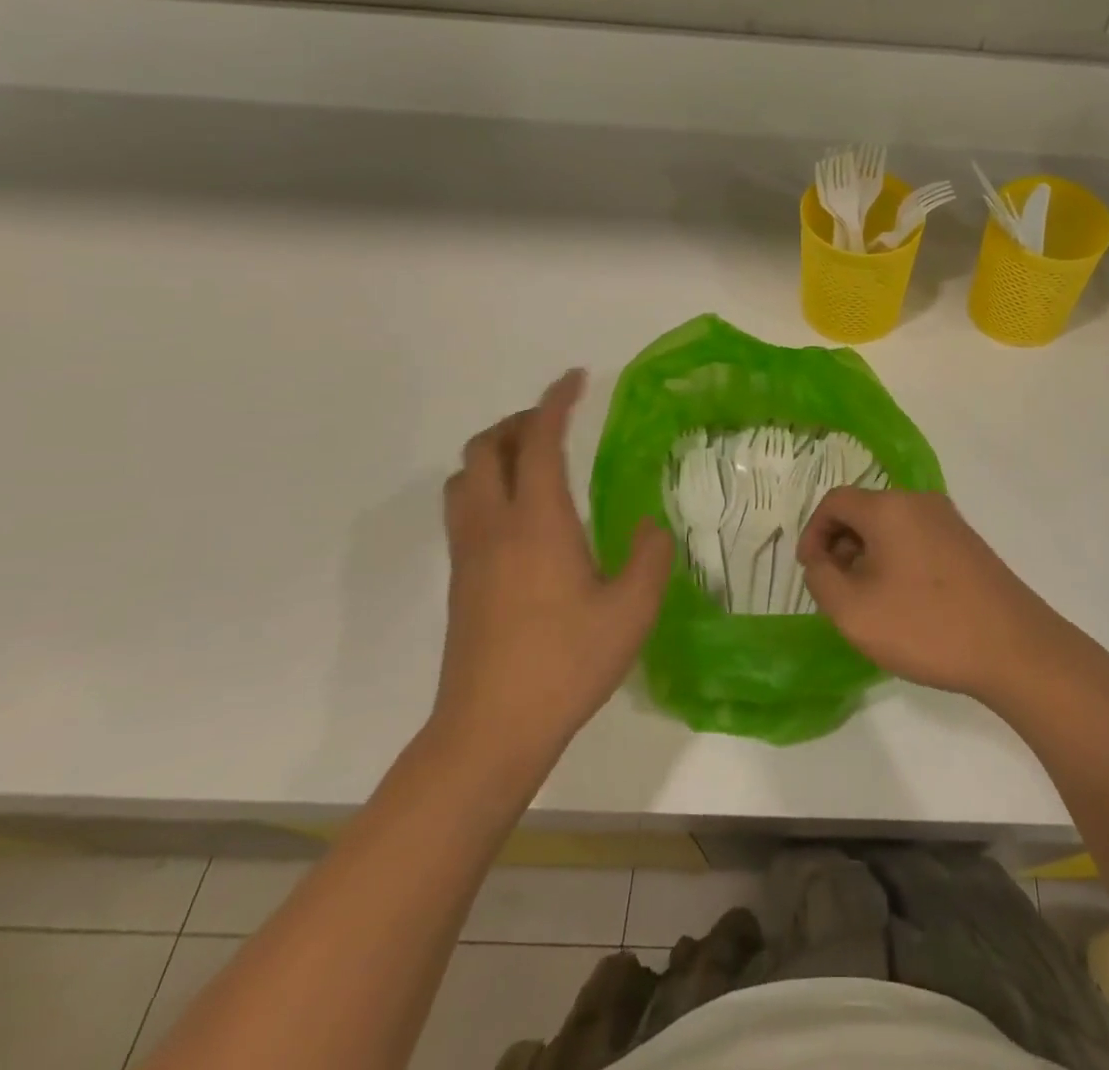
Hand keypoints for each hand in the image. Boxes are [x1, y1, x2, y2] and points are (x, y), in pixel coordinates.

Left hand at [432, 369, 672, 766]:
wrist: (490, 729)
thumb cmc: (567, 663)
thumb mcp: (632, 610)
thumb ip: (649, 556)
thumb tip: (649, 526)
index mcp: (537, 521)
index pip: (540, 441)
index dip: (556, 402)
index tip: (575, 379)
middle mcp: (494, 525)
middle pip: (486, 448)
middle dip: (518, 422)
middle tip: (555, 424)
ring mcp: (469, 553)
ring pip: (465, 477)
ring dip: (495, 453)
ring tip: (532, 461)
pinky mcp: (459, 580)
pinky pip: (463, 508)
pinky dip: (486, 485)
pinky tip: (520, 515)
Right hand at [796, 488, 1091, 710]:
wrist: (1014, 648)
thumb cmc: (926, 626)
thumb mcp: (853, 611)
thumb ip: (822, 579)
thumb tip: (823, 560)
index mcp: (889, 507)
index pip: (835, 501)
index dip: (813, 533)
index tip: (811, 571)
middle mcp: (919, 501)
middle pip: (864, 510)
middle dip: (841, 545)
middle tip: (837, 590)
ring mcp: (949, 521)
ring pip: (891, 527)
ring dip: (869, 555)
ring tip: (870, 601)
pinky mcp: (967, 543)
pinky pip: (917, 539)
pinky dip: (897, 560)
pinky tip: (904, 602)